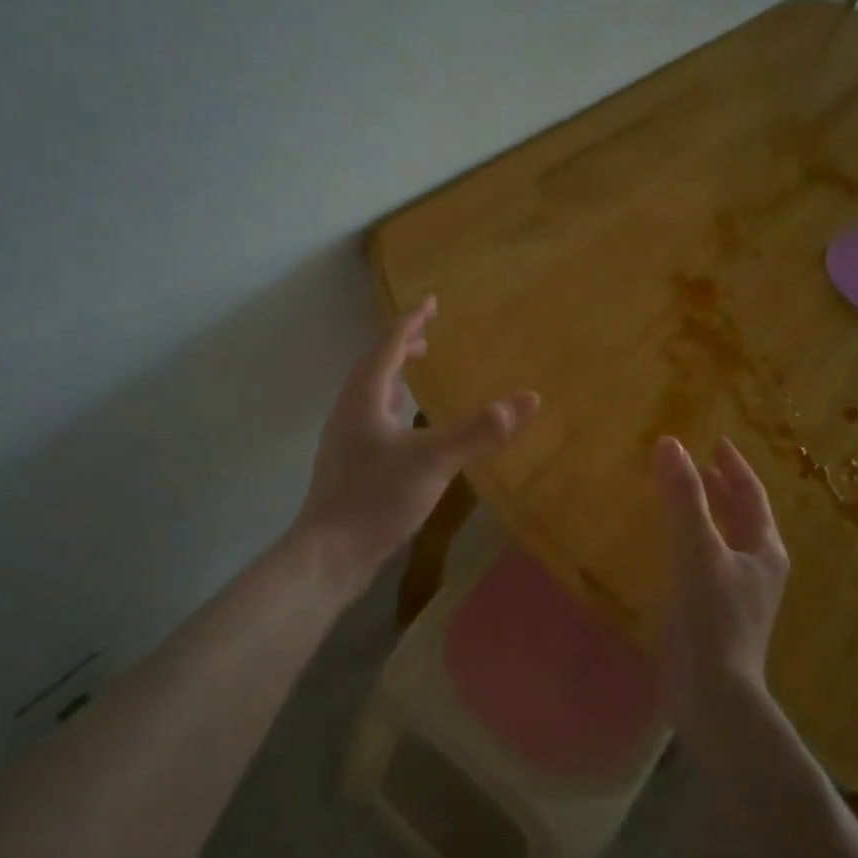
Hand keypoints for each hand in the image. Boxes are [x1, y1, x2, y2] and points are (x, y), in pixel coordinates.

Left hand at [292, 296, 539, 598]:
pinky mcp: (348, 465)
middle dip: (400, 346)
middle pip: (374, 365)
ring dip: (393, 375)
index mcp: (364, 397)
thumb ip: (480, 430)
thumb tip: (529, 398)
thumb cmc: (376, 498)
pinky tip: (406, 428)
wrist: (329, 555)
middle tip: (428, 337)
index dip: (411, 322)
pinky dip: (391, 406)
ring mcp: (345, 440)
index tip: (431, 302)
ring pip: (370, 393)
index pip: (387, 345)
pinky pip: (371, 419)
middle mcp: (349, 411)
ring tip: (414, 372)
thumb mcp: (434, 460)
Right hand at [654, 436, 789, 730]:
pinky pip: (707, 561)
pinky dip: (694, 540)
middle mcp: (758, 568)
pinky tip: (672, 544)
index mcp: (765, 550)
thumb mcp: (697, 550)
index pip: (752, 496)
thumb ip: (683, 498)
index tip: (718, 441)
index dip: (735, 467)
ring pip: (726, 540)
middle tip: (699, 463)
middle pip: (743, 517)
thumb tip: (670, 444)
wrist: (713, 694)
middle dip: (722, 488)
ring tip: (685, 494)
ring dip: (708, 513)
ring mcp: (739, 593)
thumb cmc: (713, 617)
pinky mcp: (717, 613)